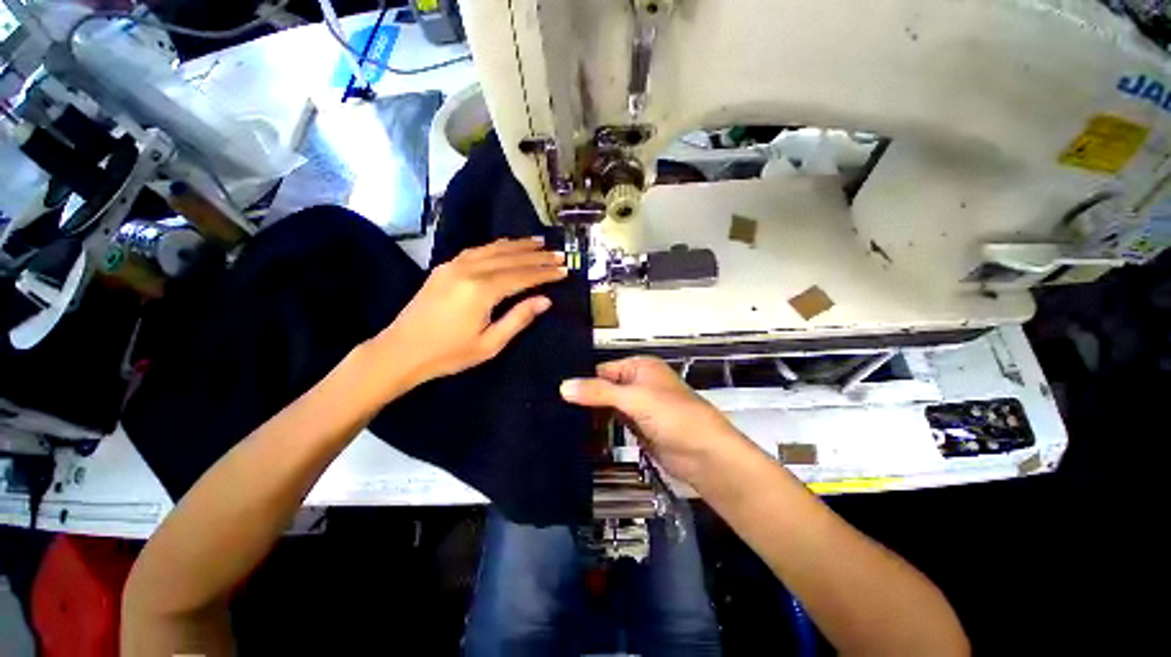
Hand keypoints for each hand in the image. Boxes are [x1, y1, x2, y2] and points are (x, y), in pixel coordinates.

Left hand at [373, 238, 566, 387]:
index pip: (523, 276)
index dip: (545, 273)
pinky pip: (477, 250)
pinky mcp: (445, 267)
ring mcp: (454, 265)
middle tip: (559, 254)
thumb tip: (545, 300)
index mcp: (482, 290)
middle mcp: (469, 270)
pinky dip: (497, 246)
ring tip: (539, 242)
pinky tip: (507, 246)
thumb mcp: (490, 344)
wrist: (400, 351)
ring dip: (519, 245)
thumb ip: (519, 318)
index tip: (565, 270)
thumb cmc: (449, 354)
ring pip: (494, 248)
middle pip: (511, 258)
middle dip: (537, 256)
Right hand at [560, 356, 744, 485]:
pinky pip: (612, 423)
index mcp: (639, 367)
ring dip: (589, 415)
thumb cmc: (673, 416)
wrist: (705, 456)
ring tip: (556, 421)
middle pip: (603, 388)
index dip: (581, 380)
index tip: (553, 392)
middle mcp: (637, 383)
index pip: (602, 370)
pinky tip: (577, 433)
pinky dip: (598, 428)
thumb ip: (599, 392)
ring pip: (606, 407)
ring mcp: (637, 406)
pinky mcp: (636, 427)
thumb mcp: (635, 399)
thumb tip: (563, 386)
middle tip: (550, 409)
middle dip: (583, 398)